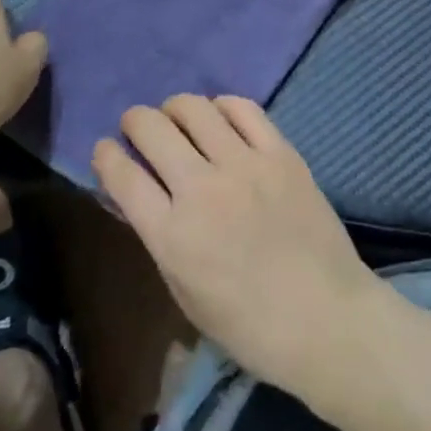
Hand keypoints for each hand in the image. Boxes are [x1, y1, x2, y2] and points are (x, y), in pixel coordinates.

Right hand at [94, 95, 382, 390]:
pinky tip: (220, 117)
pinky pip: (243, 108)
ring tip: (177, 118)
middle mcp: (201, 190)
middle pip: (152, 128)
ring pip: (194, 108)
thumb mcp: (185, 292)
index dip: (106, 154)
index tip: (106, 149)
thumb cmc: (249, 324)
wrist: (325, 317)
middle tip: (138, 127)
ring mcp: (244, 165)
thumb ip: (161, 237)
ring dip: (175, 108)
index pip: (122, 175)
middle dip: (134, 120)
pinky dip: (222, 106)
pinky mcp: (280, 153)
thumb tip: (143, 194)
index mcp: (171, 235)